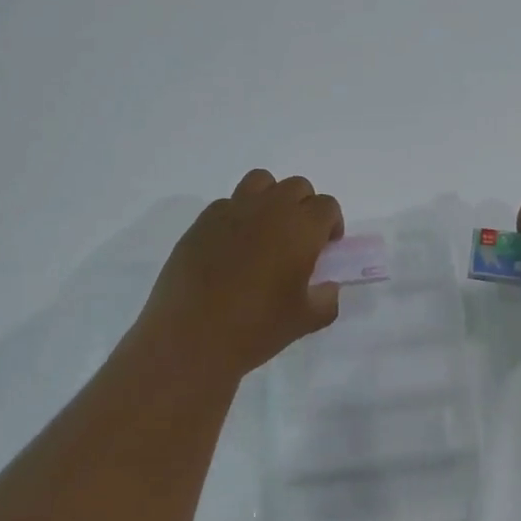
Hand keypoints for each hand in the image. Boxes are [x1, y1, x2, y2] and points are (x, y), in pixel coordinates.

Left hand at [133, 170, 344, 380]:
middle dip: (304, 207)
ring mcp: (232, 211)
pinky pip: (228, 203)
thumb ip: (326, 298)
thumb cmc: (255, 329)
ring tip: (266, 231)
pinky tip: (232, 247)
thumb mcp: (305, 321)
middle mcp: (269, 209)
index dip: (331, 225)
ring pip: (261, 182)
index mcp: (300, 228)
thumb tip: (326, 287)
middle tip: (298, 241)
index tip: (325, 249)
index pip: (327, 206)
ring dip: (271, 199)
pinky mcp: (202, 222)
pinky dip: (238, 215)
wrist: (189, 339)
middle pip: (297, 187)